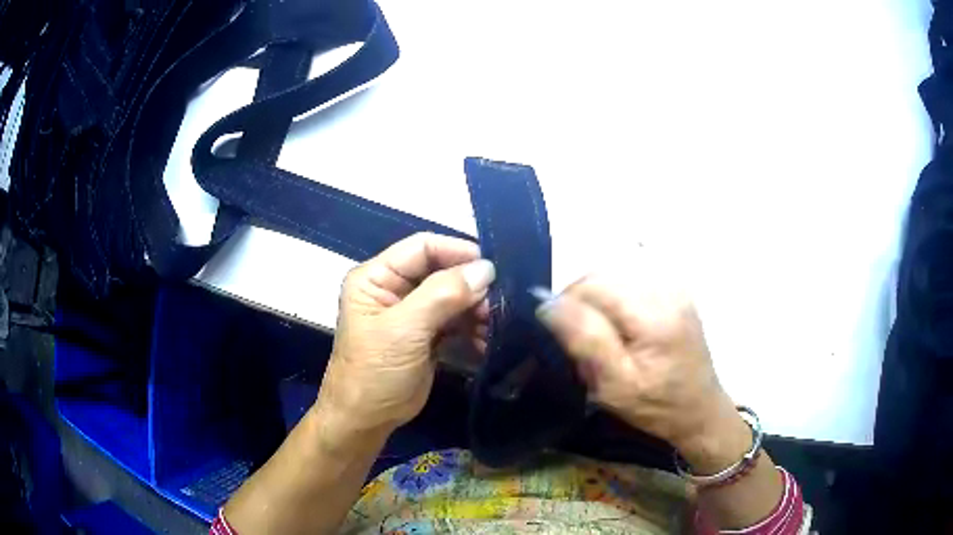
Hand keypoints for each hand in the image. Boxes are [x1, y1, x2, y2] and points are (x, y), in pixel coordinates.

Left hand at [313, 233, 494, 446]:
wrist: (366, 420)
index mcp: (377, 277)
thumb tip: (485, 269)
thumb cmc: (374, 372)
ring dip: (476, 310)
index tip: (492, 267)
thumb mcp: (404, 331)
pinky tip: (486, 342)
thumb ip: (442, 295)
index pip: (422, 247)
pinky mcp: (426, 335)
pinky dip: (473, 329)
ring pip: (453, 297)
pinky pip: (456, 321)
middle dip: (471, 286)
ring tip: (495, 326)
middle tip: (498, 304)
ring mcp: (412, 313)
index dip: (457, 251)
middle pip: (441, 271)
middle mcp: (394, 288)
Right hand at [535, 262, 747, 466]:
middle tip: (578, 338)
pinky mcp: (675, 292)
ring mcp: (674, 288)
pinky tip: (619, 325)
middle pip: (603, 275)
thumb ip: (585, 340)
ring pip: (614, 275)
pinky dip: (614, 298)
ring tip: (599, 333)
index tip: (559, 333)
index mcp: (654, 316)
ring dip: (596, 299)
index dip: (566, 303)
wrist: (699, 409)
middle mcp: (666, 290)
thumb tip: (548, 304)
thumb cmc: (657, 406)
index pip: (593, 285)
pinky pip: (631, 281)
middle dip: (580, 301)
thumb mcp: (615, 386)